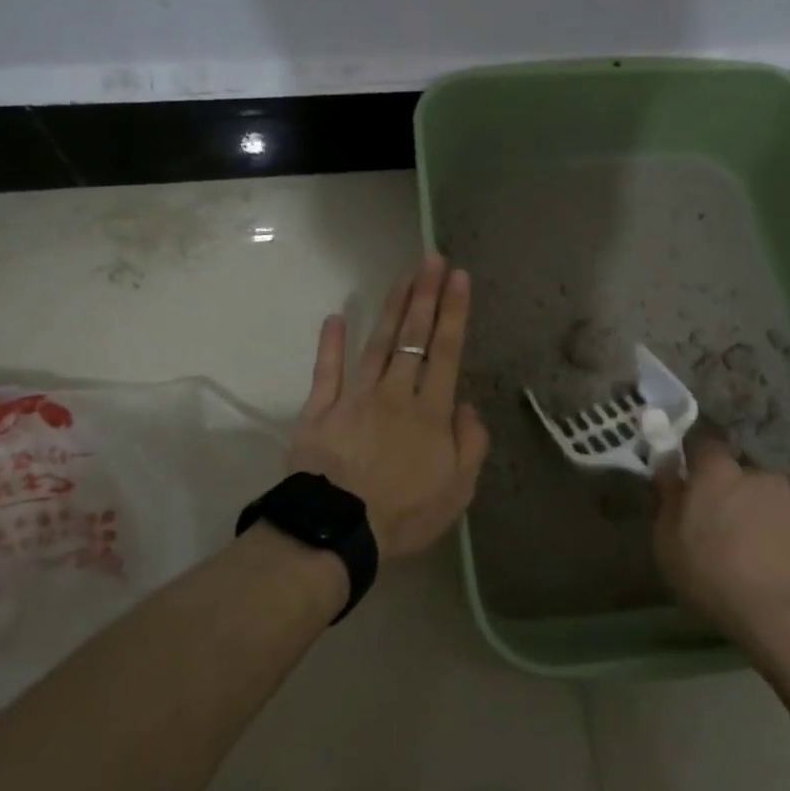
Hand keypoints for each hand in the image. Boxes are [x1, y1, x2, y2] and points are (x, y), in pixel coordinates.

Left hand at [289, 254, 490, 559]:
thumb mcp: (457, 490)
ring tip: (403, 276)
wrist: (337, 532)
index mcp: (430, 413)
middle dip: (425, 295)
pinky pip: (326, 372)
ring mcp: (355, 398)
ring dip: (391, 307)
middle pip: (413, 337)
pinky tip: (335, 316)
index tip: (458, 277)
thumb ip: (470, 443)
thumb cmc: (403, 515)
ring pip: (377, 344)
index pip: (446, 352)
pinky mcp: (320, 410)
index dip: (453, 312)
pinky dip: (329, 344)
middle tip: (431, 258)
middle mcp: (395, 394)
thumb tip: (466, 405)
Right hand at [653, 434, 789, 647]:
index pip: (704, 446)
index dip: (696, 462)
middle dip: (731, 495)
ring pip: (770, 501)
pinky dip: (785, 541)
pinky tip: (778, 571)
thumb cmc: (713, 576)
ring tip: (753, 556)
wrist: (788, 617)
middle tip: (721, 529)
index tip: (690, 484)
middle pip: (740, 477)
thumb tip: (667, 468)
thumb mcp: (667, 543)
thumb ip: (667, 499)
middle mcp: (759, 476)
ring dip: (760, 517)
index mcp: (718, 474)